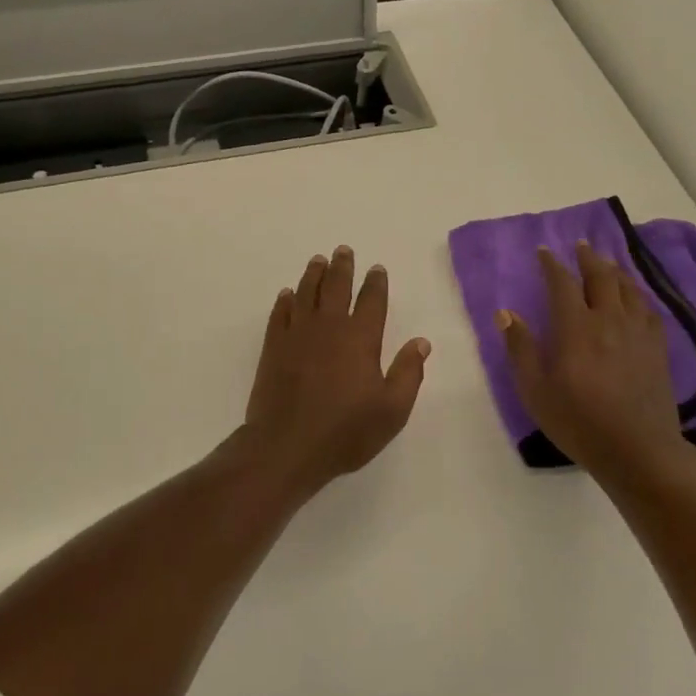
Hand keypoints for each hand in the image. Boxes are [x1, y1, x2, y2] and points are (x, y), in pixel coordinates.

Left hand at [237, 246, 430, 496]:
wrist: (286, 446)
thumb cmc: (345, 431)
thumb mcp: (392, 410)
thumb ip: (409, 373)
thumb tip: (421, 342)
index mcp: (361, 339)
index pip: (372, 301)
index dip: (376, 283)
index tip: (376, 268)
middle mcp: (329, 327)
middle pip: (336, 287)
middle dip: (342, 267)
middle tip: (343, 250)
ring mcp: (298, 334)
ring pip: (306, 293)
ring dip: (314, 275)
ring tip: (318, 260)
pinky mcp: (274, 347)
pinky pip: (280, 313)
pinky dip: (285, 300)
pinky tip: (287, 294)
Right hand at [498, 241, 695, 482]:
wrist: (638, 450)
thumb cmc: (579, 422)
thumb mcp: (535, 391)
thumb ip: (520, 349)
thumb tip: (505, 314)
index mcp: (576, 328)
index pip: (562, 283)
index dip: (552, 264)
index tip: (544, 251)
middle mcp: (608, 320)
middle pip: (600, 276)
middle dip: (588, 257)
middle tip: (581, 245)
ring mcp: (637, 332)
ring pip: (627, 288)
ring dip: (615, 269)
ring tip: (607, 261)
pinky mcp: (657, 348)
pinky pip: (648, 308)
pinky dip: (638, 293)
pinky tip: (635, 296)